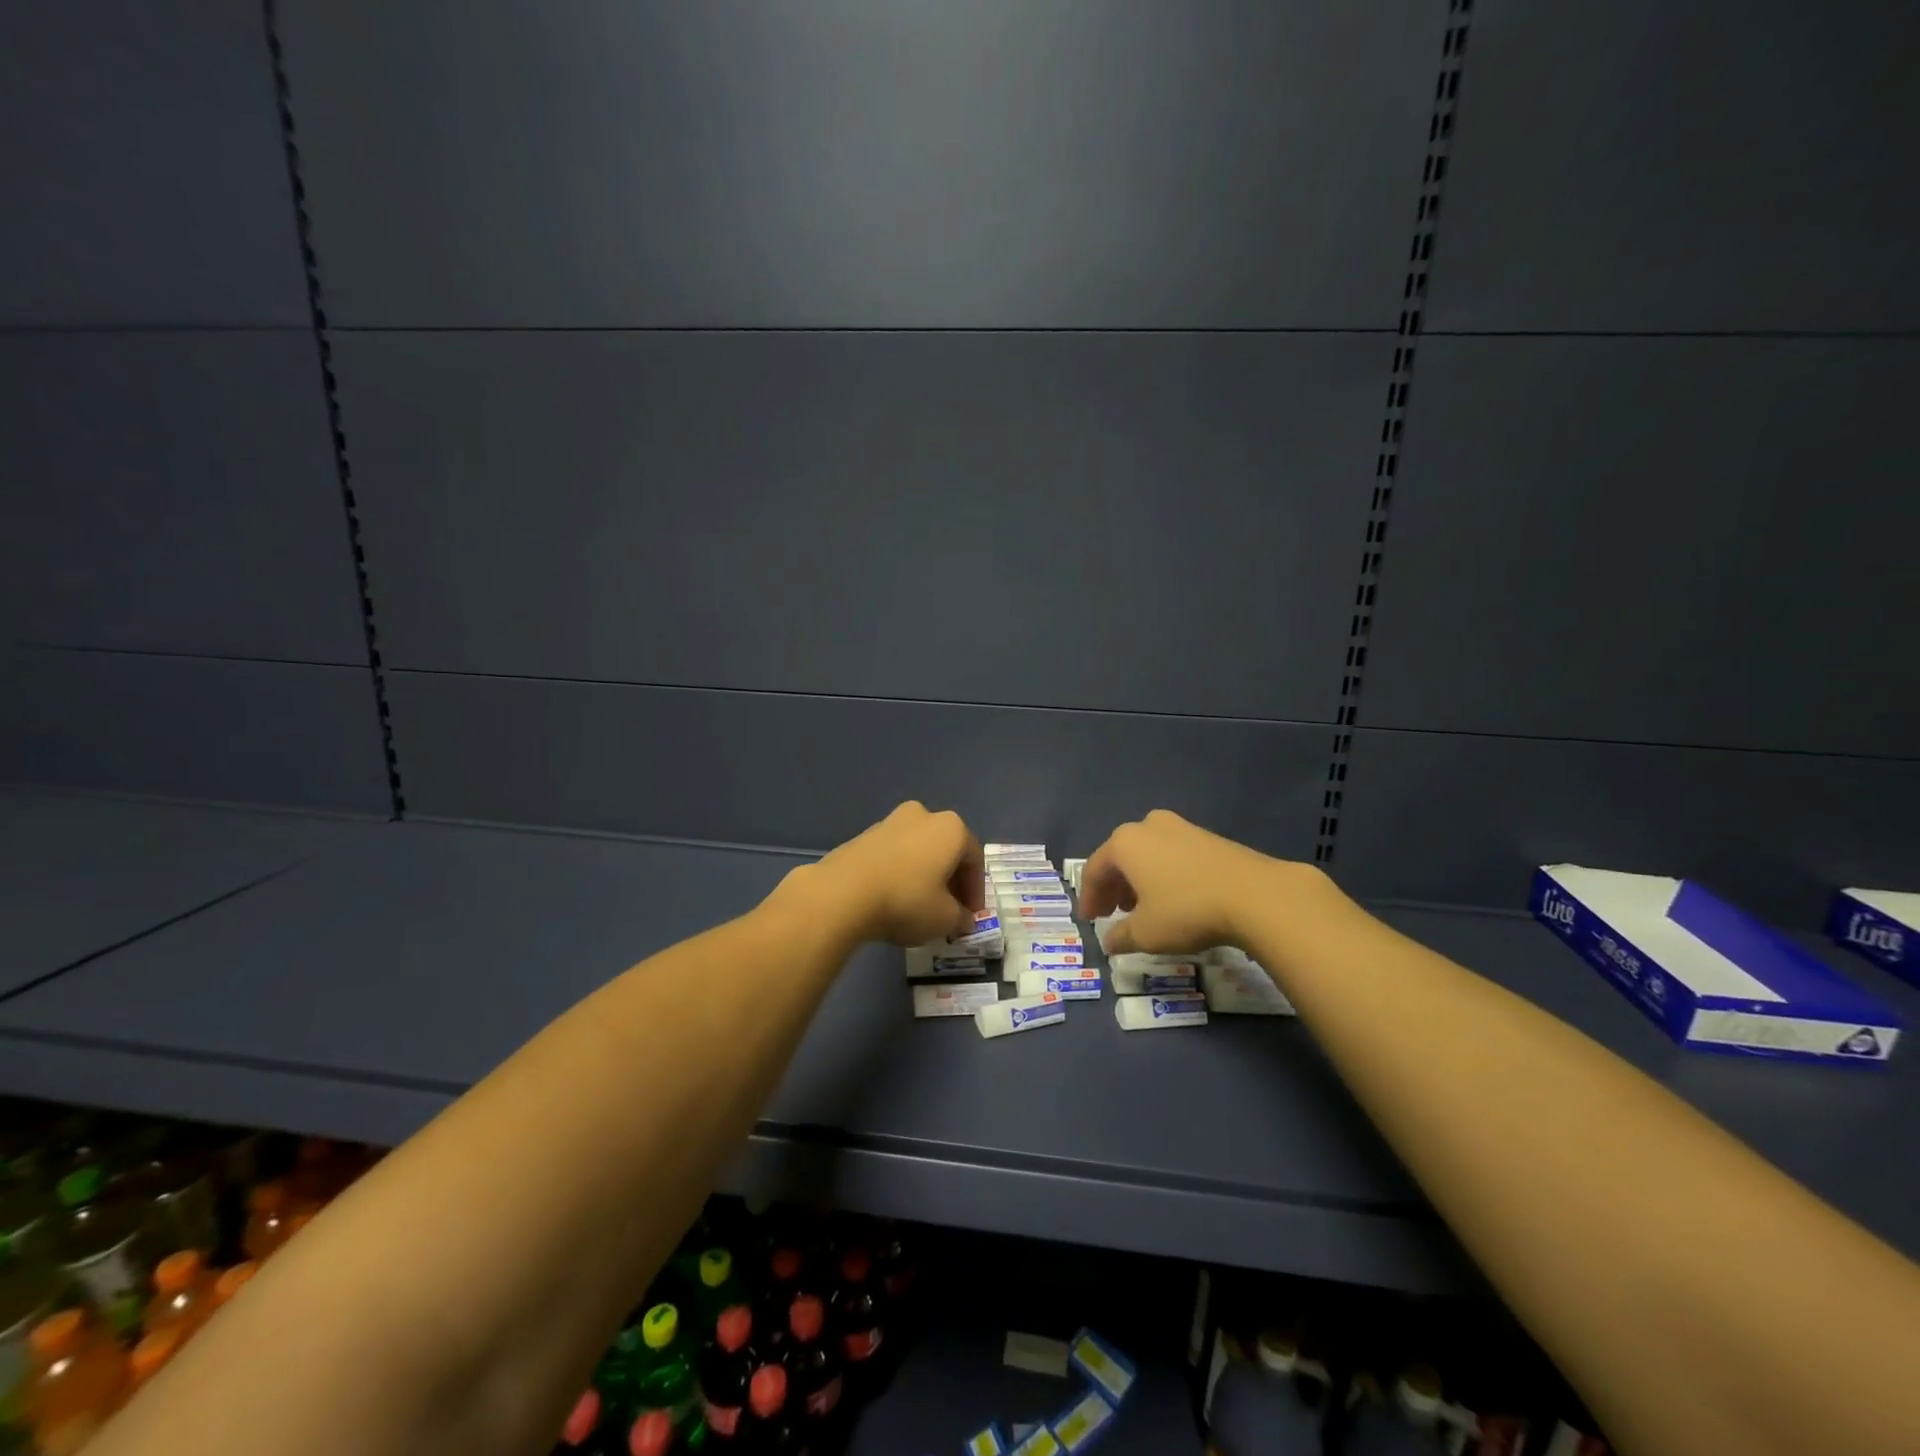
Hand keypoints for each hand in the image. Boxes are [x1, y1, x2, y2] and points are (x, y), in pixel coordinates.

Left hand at [791, 802, 984, 946]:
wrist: (842, 893)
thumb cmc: (906, 900)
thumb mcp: (945, 919)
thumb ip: (961, 918)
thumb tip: (963, 919)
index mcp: (951, 828)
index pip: (974, 861)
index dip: (975, 892)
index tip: (970, 916)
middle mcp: (923, 816)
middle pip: (945, 851)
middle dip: (950, 881)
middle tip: (949, 911)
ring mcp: (890, 822)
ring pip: (918, 850)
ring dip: (924, 875)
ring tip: (919, 906)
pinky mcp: (863, 835)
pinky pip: (893, 855)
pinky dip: (899, 873)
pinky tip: (893, 898)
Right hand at [1080, 809, 1310, 955]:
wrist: (1255, 894)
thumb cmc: (1186, 910)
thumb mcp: (1146, 933)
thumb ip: (1121, 936)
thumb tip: (1110, 942)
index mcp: (1124, 843)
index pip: (1094, 870)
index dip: (1089, 897)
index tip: (1090, 920)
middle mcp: (1147, 826)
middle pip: (1120, 857)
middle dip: (1114, 887)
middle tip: (1113, 913)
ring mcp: (1180, 827)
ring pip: (1147, 854)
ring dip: (1139, 880)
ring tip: (1143, 908)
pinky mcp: (1207, 836)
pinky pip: (1172, 854)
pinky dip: (1163, 874)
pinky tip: (1173, 898)